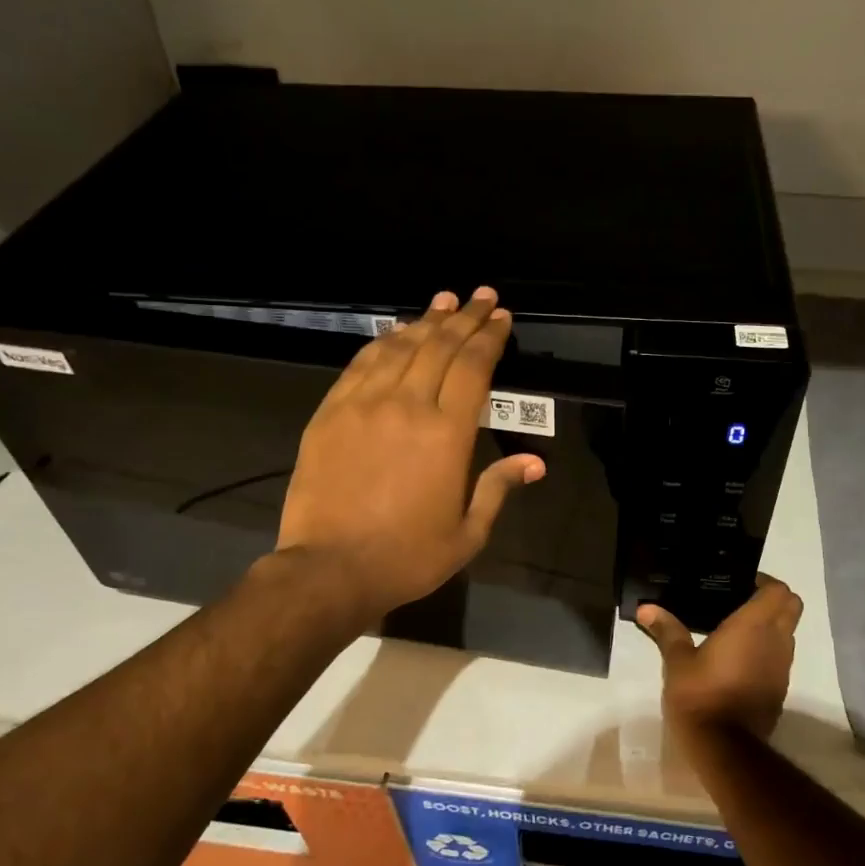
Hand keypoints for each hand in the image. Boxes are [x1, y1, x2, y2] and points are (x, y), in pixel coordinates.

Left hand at [273, 287, 544, 623]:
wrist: (329, 569)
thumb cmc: (407, 556)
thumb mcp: (467, 533)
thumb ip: (498, 488)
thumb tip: (535, 463)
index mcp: (448, 434)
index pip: (474, 367)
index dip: (490, 337)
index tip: (502, 317)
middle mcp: (408, 406)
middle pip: (441, 347)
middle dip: (465, 317)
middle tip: (482, 296)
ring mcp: (365, 404)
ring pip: (401, 347)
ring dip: (427, 320)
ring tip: (445, 300)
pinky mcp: (331, 412)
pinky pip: (362, 363)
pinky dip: (384, 341)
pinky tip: (397, 330)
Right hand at [636, 575, 802, 741]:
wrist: (725, 748)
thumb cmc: (701, 695)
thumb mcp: (677, 661)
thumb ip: (667, 630)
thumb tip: (645, 608)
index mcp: (753, 626)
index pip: (779, 590)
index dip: (764, 582)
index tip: (740, 584)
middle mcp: (776, 641)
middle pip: (791, 607)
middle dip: (772, 600)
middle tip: (739, 601)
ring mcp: (782, 667)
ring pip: (787, 633)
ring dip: (770, 625)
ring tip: (734, 629)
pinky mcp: (780, 688)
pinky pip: (780, 657)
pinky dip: (766, 650)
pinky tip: (737, 659)